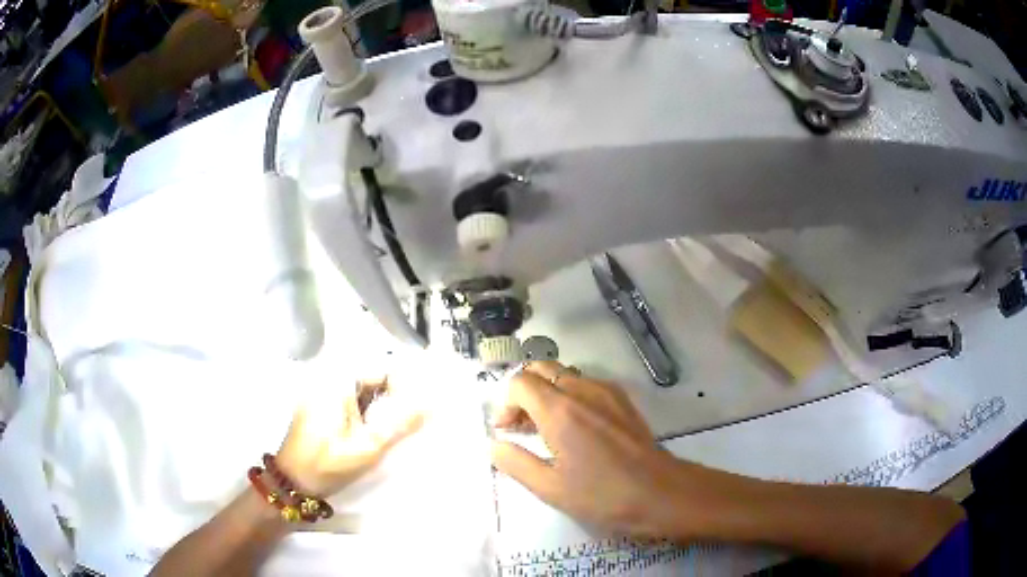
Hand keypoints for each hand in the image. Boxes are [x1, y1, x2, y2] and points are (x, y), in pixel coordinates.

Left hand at [276, 379, 423, 496]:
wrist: (292, 482)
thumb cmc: (328, 464)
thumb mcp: (368, 447)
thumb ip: (401, 424)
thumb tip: (431, 405)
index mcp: (337, 383)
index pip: (382, 369)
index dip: (405, 386)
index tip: (421, 408)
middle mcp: (328, 380)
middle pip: (373, 378)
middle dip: (395, 397)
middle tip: (414, 421)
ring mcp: (322, 394)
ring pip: (363, 391)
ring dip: (382, 407)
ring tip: (398, 429)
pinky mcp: (321, 408)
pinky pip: (352, 402)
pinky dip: (367, 413)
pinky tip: (376, 433)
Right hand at [492, 362, 713, 538]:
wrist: (661, 492)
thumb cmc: (602, 495)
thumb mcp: (550, 488)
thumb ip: (515, 463)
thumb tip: (494, 445)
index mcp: (560, 410)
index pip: (519, 382)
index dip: (505, 404)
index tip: (506, 432)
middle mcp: (582, 390)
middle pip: (541, 369)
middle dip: (523, 392)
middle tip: (521, 426)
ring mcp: (606, 391)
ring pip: (565, 375)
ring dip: (546, 393)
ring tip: (546, 429)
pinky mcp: (623, 400)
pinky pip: (586, 385)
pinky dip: (569, 396)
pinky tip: (576, 428)